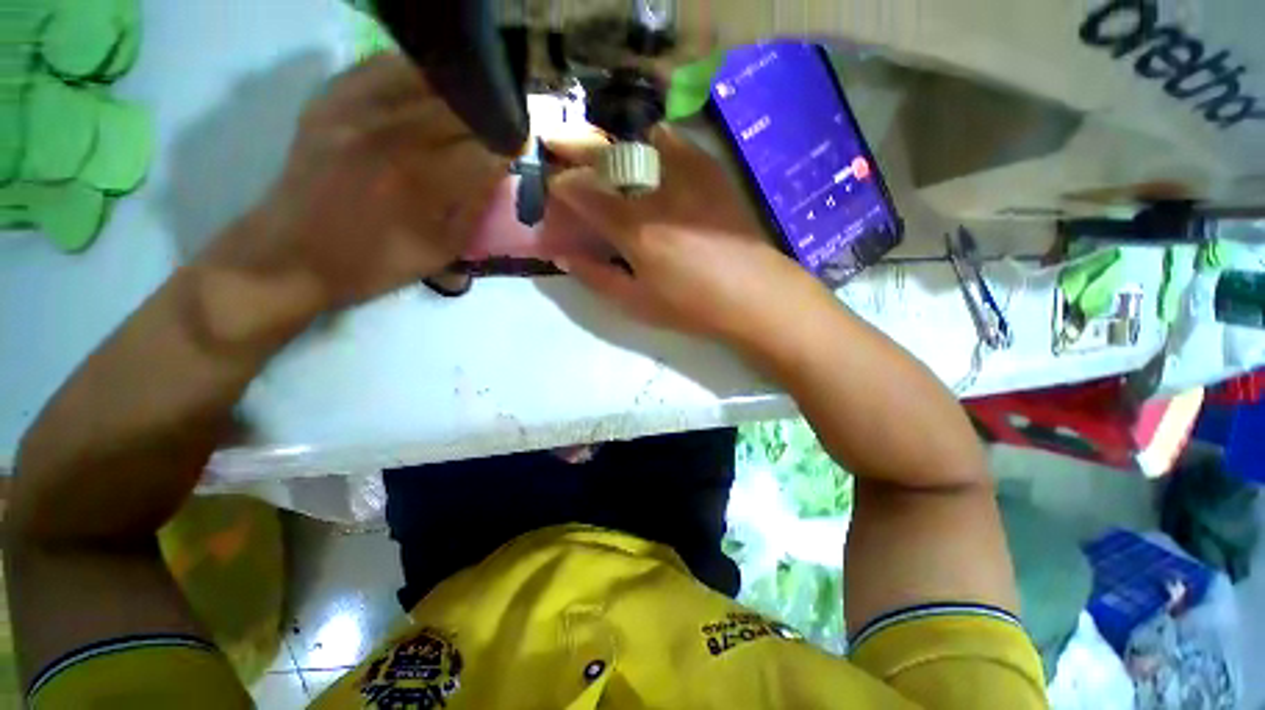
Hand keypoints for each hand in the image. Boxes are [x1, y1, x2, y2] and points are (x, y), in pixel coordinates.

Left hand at [204, 54, 508, 313]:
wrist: (292, 255)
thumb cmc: (375, 263)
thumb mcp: (441, 251)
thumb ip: (475, 208)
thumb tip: (496, 172)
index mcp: (422, 181)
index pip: (484, 148)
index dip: (508, 147)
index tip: (518, 150)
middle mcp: (392, 134)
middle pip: (460, 107)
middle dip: (487, 119)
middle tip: (496, 129)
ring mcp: (356, 109)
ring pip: (425, 78)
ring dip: (456, 94)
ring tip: (466, 109)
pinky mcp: (330, 99)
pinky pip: (381, 67)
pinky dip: (413, 74)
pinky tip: (426, 90)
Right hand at [545, 128, 814, 341]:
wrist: (755, 295)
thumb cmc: (692, 306)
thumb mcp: (636, 303)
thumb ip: (595, 277)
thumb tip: (562, 256)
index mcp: (635, 228)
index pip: (581, 190)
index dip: (559, 187)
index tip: (554, 194)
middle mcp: (657, 190)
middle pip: (604, 153)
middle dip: (573, 146)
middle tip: (557, 144)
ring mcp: (688, 173)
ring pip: (637, 138)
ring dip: (615, 143)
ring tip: (610, 157)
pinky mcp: (711, 170)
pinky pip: (673, 141)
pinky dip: (651, 144)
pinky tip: (652, 163)